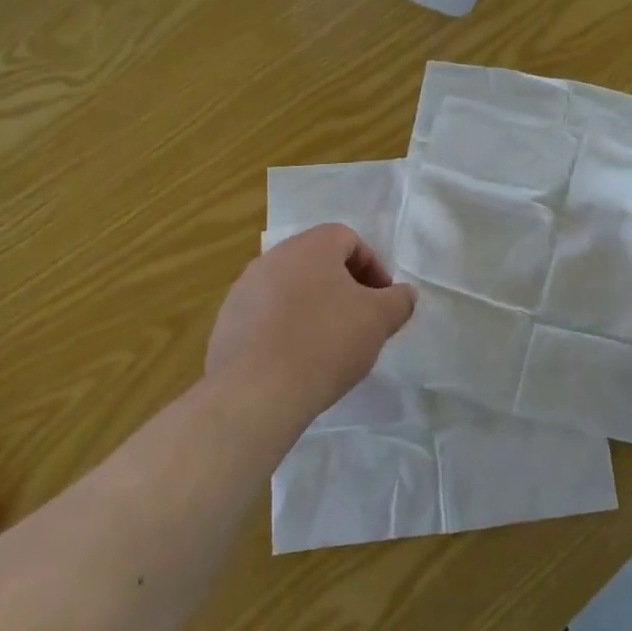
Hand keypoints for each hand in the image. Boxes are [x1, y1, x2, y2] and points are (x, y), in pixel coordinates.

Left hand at [206, 224, 415, 420]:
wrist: (257, 391)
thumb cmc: (326, 342)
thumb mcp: (379, 320)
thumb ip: (399, 301)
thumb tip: (404, 294)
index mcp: (311, 246)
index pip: (348, 239)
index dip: (372, 266)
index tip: (382, 300)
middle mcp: (273, 257)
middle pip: (317, 262)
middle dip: (343, 286)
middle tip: (359, 320)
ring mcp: (244, 289)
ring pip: (289, 288)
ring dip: (312, 306)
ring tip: (327, 344)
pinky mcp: (226, 322)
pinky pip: (265, 316)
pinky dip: (284, 328)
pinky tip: (295, 360)